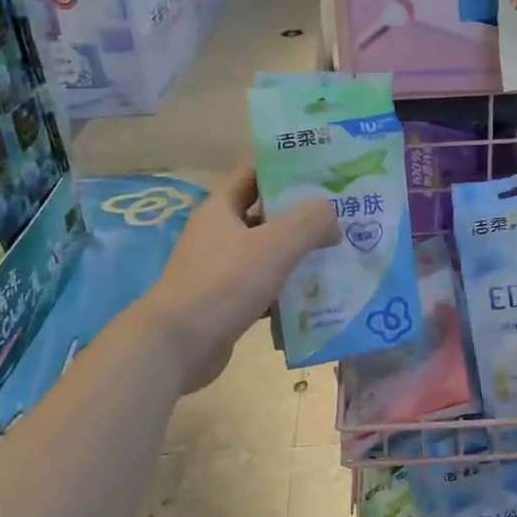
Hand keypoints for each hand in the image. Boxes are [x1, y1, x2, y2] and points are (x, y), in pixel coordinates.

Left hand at [138, 165, 339, 392]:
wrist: (177, 346)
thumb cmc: (224, 284)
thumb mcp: (274, 246)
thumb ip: (309, 222)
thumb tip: (332, 215)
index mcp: (220, 209)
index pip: (253, 174)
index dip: (285, 170)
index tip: (321, 174)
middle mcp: (217, 235)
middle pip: (263, 215)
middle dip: (299, 216)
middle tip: (339, 217)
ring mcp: (219, 270)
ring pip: (265, 254)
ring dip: (295, 255)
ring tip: (335, 255)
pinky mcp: (225, 302)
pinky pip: (262, 288)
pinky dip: (285, 290)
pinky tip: (314, 297)